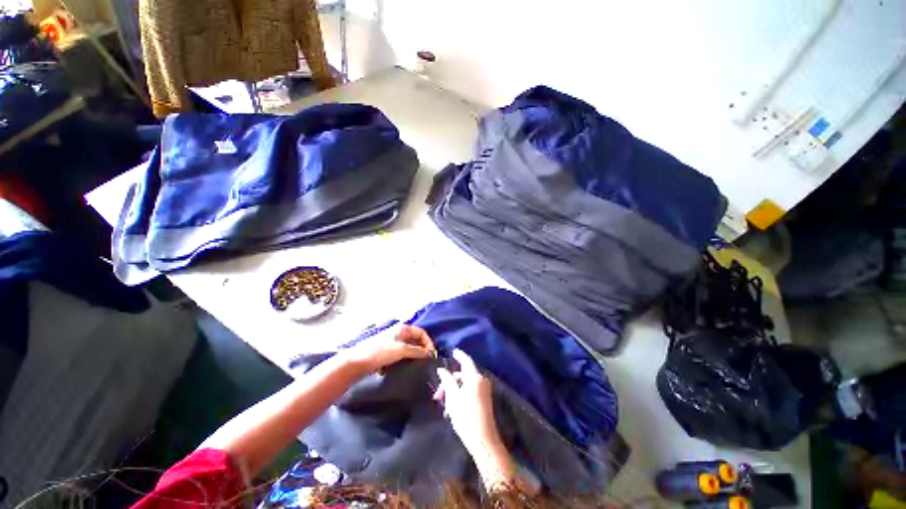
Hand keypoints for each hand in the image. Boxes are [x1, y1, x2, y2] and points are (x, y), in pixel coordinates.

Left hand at [343, 323, 434, 375]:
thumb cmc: (381, 352)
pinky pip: (402, 355)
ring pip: (409, 348)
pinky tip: (406, 367)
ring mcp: (393, 342)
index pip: (422, 333)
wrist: (357, 362)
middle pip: (416, 340)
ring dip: (414, 356)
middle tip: (426, 362)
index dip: (428, 342)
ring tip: (418, 366)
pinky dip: (406, 360)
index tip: (431, 355)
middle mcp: (399, 333)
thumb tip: (429, 353)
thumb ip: (417, 351)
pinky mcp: (388, 352)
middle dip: (422, 350)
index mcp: (403, 328)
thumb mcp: (401, 350)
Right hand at [434, 349, 514, 489]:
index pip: (466, 360)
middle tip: (438, 395)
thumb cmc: (466, 417)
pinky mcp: (484, 399)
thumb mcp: (453, 397)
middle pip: (463, 375)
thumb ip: (447, 381)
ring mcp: (484, 390)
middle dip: (449, 381)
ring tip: (444, 406)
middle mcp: (481, 380)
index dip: (459, 355)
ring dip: (453, 391)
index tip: (452, 351)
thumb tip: (441, 370)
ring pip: (465, 384)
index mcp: (474, 377)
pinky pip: (470, 391)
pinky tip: (452, 409)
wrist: (484, 440)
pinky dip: (460, 395)